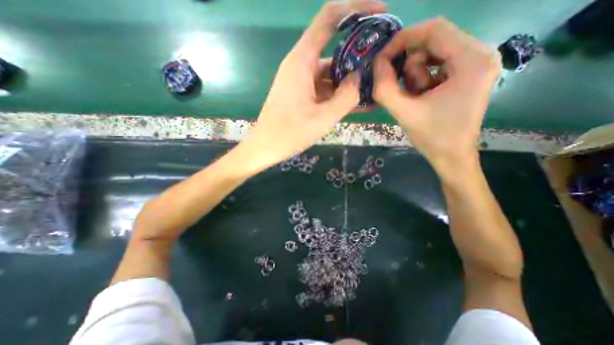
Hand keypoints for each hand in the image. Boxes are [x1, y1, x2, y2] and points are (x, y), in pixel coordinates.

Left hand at [243, 1, 384, 168]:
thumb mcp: (323, 118)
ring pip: (331, 74)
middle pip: (334, 51)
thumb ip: (346, 96)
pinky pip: (324, 89)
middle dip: (359, 58)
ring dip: (350, 82)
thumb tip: (359, 78)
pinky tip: (357, 105)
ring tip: (373, 91)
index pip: (329, 19)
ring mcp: (301, 81)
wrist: (266, 147)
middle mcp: (301, 65)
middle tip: (381, 68)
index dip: (355, 9)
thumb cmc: (290, 133)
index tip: (380, 12)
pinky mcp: (302, 94)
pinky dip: (339, 95)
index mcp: (302, 61)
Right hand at [371, 18, 500, 173]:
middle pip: (434, 40)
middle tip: (400, 86)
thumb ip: (385, 88)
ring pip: (433, 52)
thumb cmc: (432, 137)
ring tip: (415, 98)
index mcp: (472, 60)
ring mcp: (476, 63)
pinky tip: (422, 96)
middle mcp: (480, 54)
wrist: (451, 156)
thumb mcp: (404, 113)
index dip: (402, 40)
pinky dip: (422, 78)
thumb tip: (376, 64)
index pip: (434, 30)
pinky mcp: (468, 73)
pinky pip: (437, 63)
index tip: (382, 58)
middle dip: (409, 62)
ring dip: (415, 74)